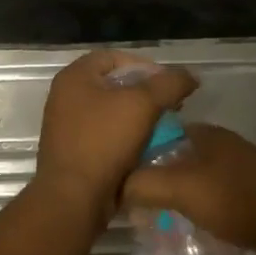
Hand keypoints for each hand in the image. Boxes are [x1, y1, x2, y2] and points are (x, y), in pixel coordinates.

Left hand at [32, 51, 198, 226]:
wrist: (74, 197)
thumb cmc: (104, 142)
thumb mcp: (143, 104)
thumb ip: (169, 84)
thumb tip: (189, 77)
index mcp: (74, 77)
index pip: (115, 57)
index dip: (146, 66)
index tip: (169, 85)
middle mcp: (65, 97)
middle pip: (113, 84)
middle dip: (145, 93)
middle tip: (170, 107)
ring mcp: (66, 126)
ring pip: (111, 112)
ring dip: (138, 117)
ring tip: (162, 128)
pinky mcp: (73, 151)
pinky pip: (105, 135)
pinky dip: (126, 138)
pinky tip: (146, 148)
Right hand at [122, 123, 255, 254]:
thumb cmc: (237, 201)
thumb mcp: (181, 188)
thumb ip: (142, 183)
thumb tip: (114, 187)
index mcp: (205, 135)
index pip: (158, 134)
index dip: (134, 153)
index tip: (114, 177)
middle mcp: (220, 150)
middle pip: (173, 162)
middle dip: (151, 184)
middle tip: (129, 209)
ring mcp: (235, 177)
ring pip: (190, 187)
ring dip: (171, 204)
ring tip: (150, 226)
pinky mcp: (246, 202)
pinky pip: (208, 206)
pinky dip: (193, 218)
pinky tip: (181, 236)